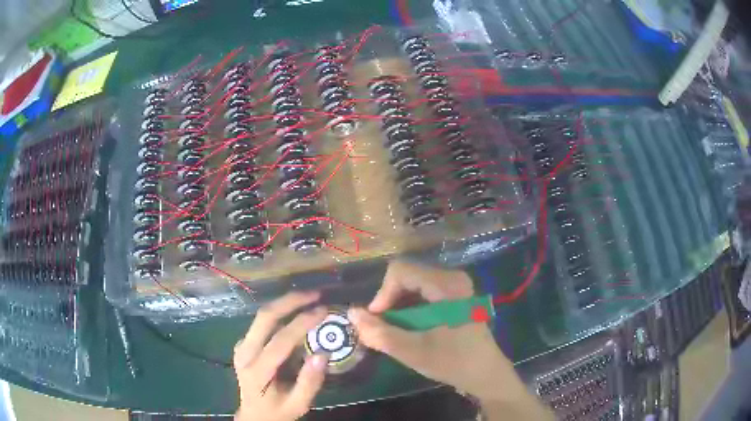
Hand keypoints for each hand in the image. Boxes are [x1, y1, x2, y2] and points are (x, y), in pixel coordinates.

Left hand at [234, 291, 328, 420]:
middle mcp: (244, 353)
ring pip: (261, 316)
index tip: (324, 310)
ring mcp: (241, 346)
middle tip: (315, 294)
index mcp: (256, 370)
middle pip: (264, 317)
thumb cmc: (278, 411)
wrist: (254, 415)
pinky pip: (262, 322)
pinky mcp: (244, 343)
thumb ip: (310, 382)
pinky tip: (296, 310)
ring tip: (309, 297)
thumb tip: (323, 353)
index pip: (279, 341)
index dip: (302, 323)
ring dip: (285, 303)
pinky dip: (280, 312)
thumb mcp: (298, 404)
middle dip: (290, 301)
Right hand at [349, 261, 553, 419]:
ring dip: (399, 306)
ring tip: (397, 331)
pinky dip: (410, 308)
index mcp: (446, 285)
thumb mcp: (413, 351)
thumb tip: (351, 313)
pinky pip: (424, 292)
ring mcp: (456, 285)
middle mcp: (452, 277)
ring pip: (413, 284)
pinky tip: (411, 329)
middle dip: (389, 301)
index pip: (400, 271)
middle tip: (385, 328)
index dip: (382, 294)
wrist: (486, 374)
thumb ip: (380, 333)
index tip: (377, 319)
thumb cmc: (453, 362)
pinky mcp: (456, 295)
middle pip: (407, 276)